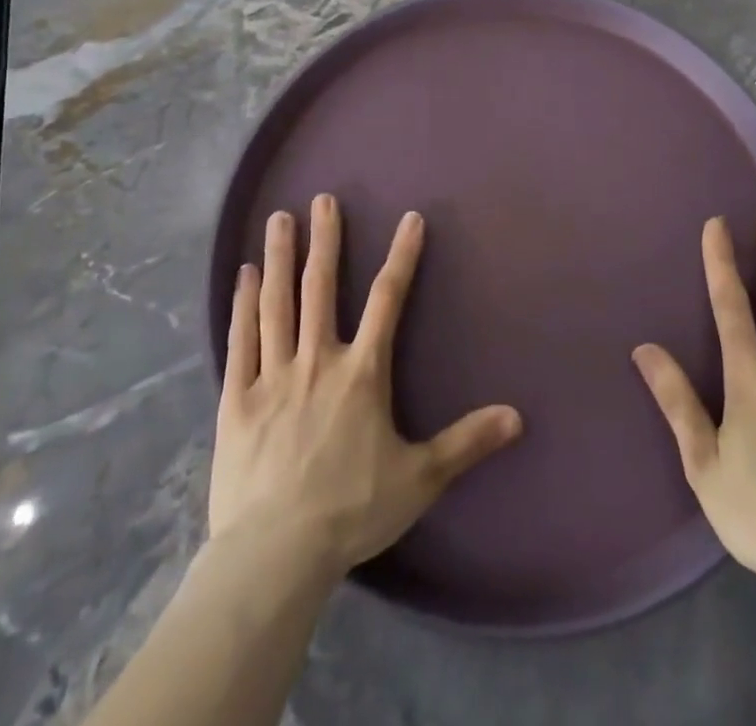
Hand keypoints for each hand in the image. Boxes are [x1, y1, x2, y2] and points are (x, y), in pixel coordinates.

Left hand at [208, 196, 524, 577]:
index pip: (388, 300)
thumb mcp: (420, 478)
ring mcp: (273, 376)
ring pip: (278, 304)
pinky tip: (244, 276)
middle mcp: (317, 360)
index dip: (402, 256)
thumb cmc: (352, 511)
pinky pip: (242, 341)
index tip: (409, 218)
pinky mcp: (237, 400)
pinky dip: (244, 305)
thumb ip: (467, 442)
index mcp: (362, 373)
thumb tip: (518, 417)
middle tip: (322, 199)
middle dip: (325, 240)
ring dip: (280, 258)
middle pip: (321, 288)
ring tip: (278, 219)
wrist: (275, 554)